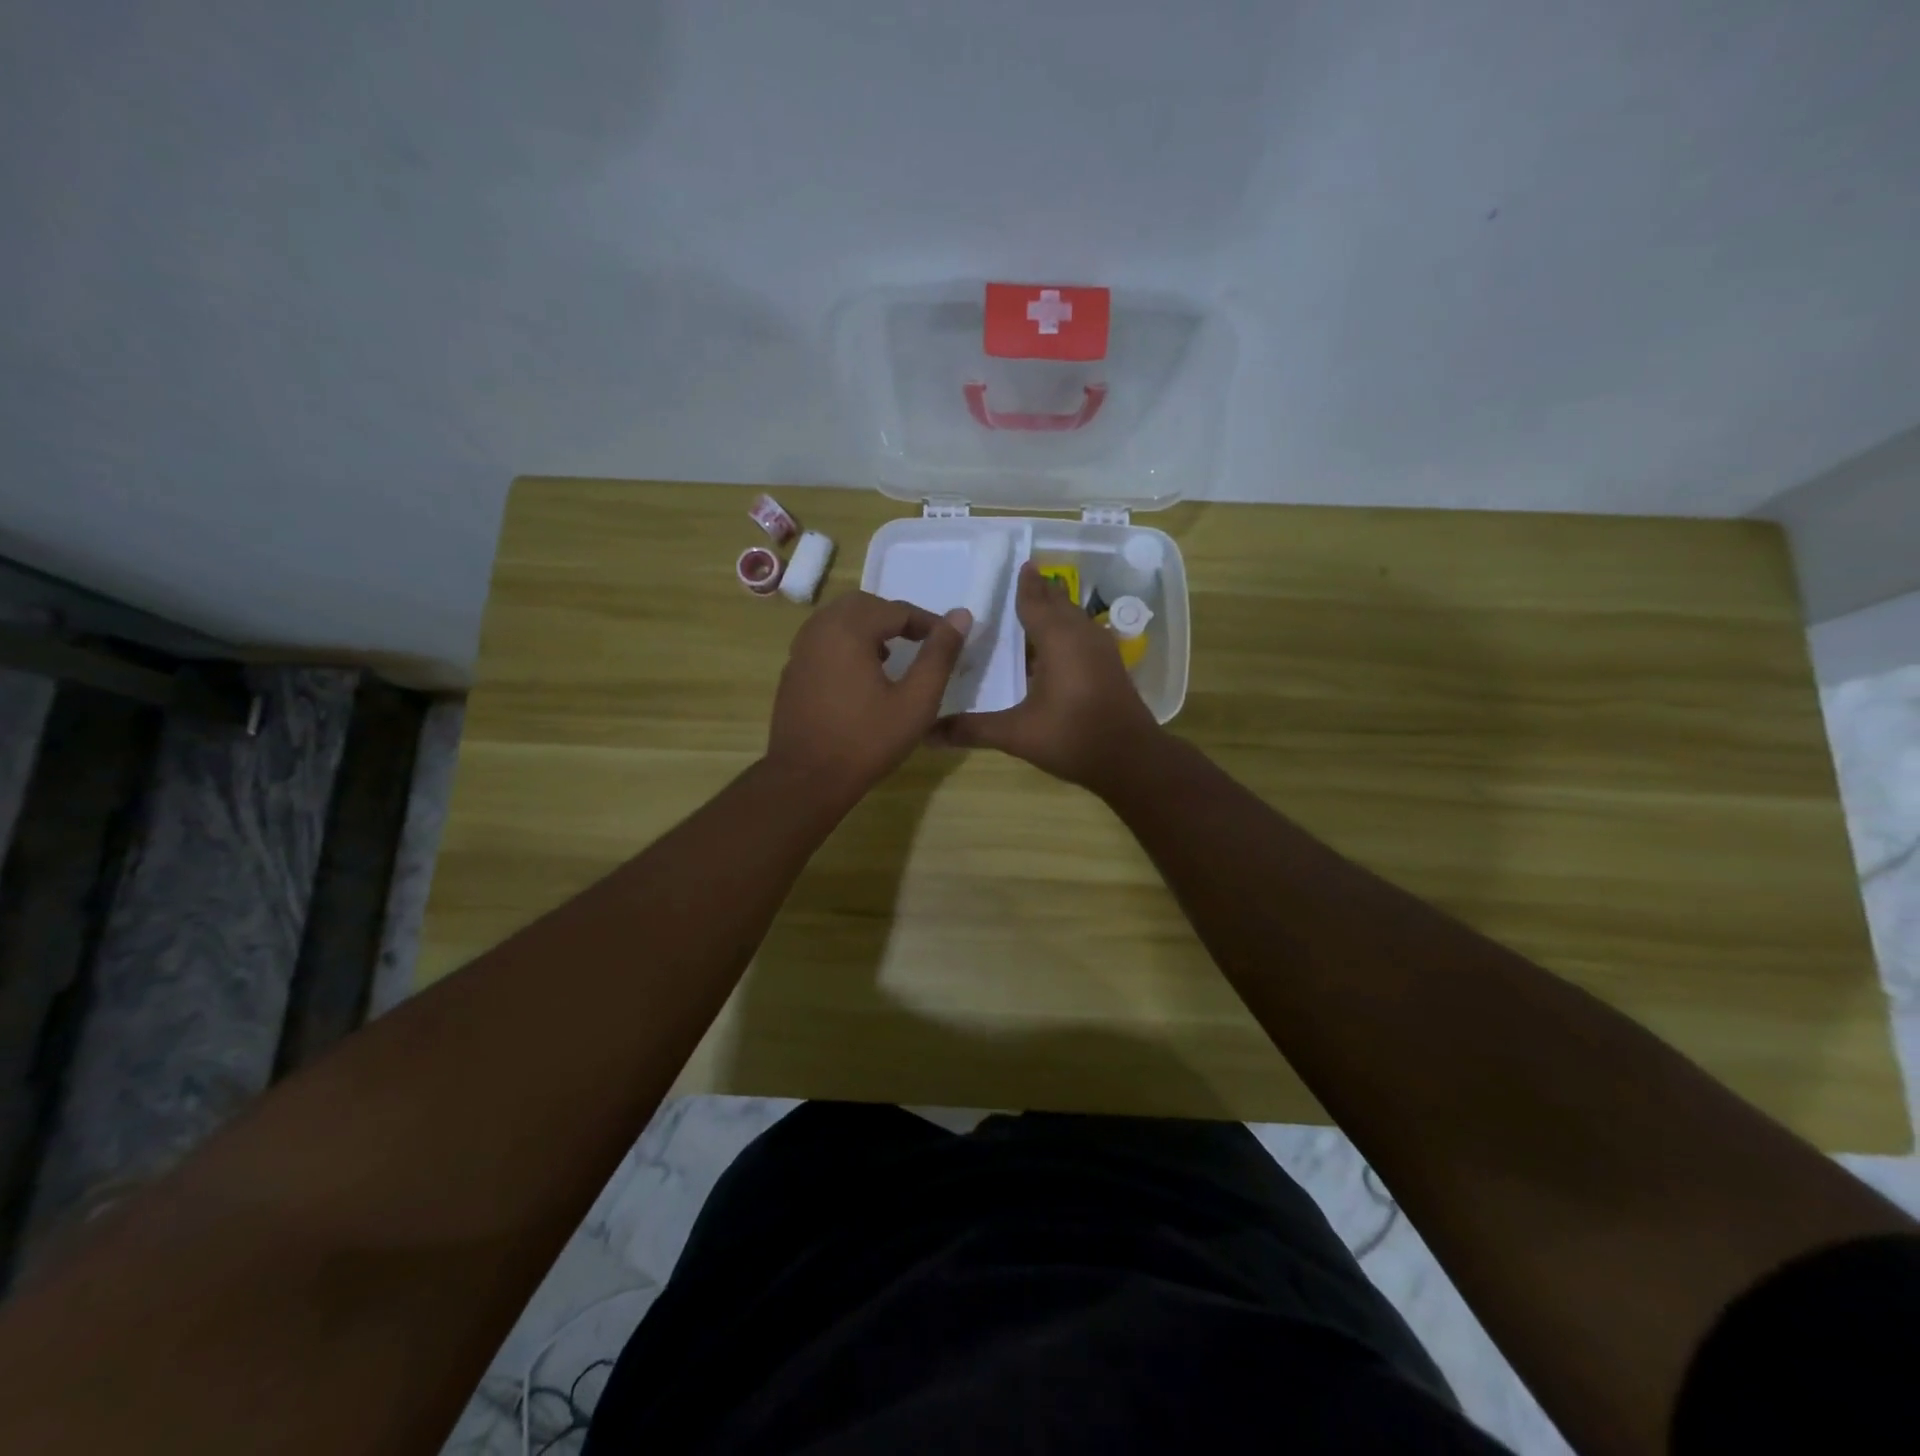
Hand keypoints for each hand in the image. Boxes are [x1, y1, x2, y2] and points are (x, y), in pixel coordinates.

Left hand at [766, 591, 971, 803]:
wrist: (807, 779)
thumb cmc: (867, 741)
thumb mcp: (916, 701)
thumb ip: (939, 655)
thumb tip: (961, 616)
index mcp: (848, 630)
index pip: (896, 610)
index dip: (927, 622)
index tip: (948, 641)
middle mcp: (819, 629)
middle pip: (864, 606)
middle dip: (895, 618)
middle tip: (921, 642)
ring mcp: (800, 651)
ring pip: (839, 621)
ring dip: (870, 629)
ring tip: (894, 656)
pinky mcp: (793, 672)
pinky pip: (824, 641)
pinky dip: (847, 644)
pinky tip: (862, 676)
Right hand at [932, 562, 1161, 791]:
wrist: (1132, 759)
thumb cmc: (1072, 738)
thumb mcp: (1017, 734)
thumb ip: (973, 729)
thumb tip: (927, 734)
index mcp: (1059, 640)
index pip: (1036, 602)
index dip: (1025, 585)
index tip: (1019, 565)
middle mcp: (1082, 636)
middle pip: (1059, 604)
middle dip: (1041, 592)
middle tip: (1021, 581)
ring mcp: (1102, 650)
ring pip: (1075, 619)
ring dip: (1056, 611)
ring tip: (1035, 609)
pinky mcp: (1111, 667)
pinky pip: (1084, 635)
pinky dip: (1067, 631)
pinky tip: (1056, 648)